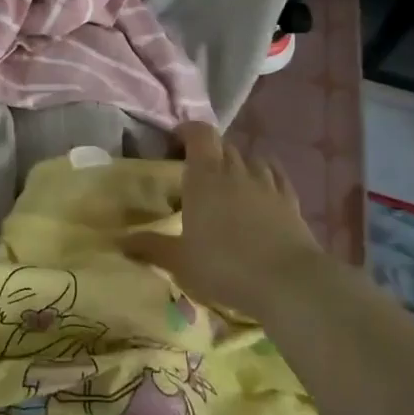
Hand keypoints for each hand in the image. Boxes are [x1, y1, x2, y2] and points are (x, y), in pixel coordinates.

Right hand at [124, 123, 323, 316]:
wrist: (288, 283)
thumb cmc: (224, 266)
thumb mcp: (179, 261)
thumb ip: (150, 247)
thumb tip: (121, 241)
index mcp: (205, 176)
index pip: (199, 134)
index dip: (187, 131)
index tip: (174, 142)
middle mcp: (236, 171)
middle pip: (223, 145)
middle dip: (209, 152)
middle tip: (195, 172)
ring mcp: (267, 185)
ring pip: (251, 159)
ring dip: (237, 164)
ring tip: (228, 183)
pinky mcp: (292, 202)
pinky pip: (276, 177)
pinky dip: (266, 176)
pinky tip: (262, 188)